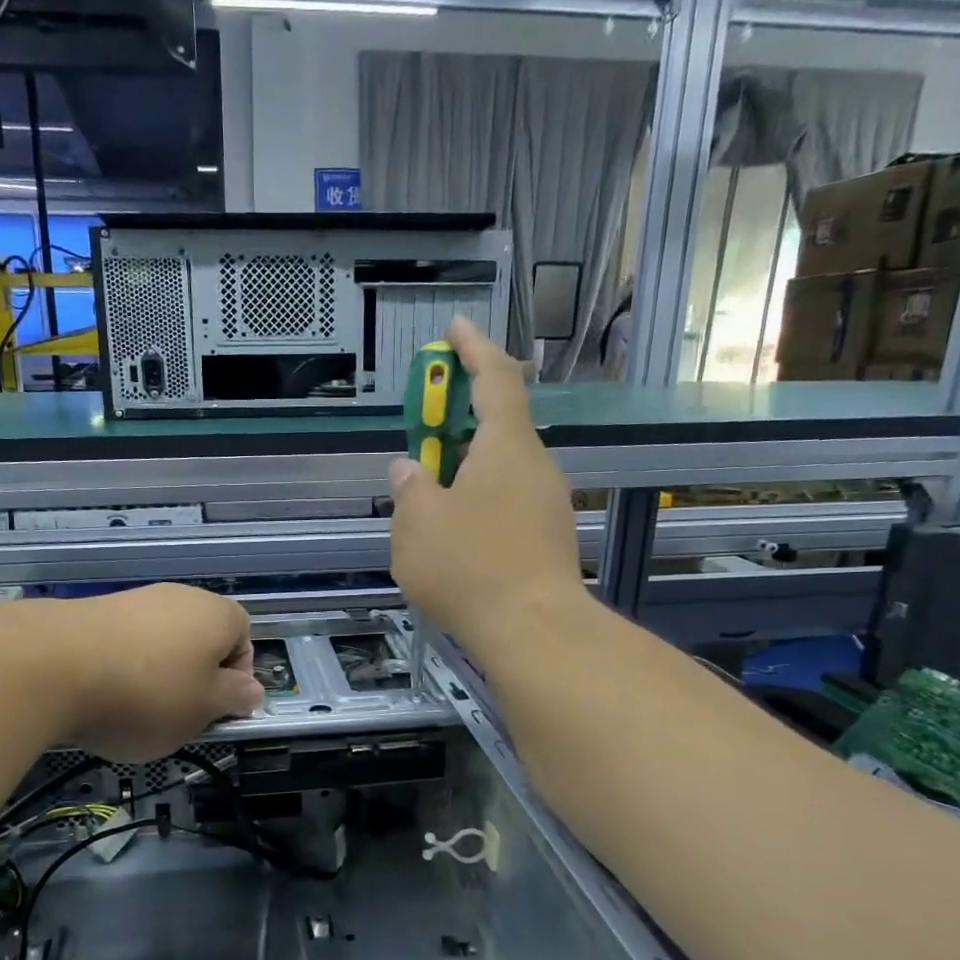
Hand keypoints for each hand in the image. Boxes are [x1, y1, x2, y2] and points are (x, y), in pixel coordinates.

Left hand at [48, 584, 262, 761]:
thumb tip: (251, 689)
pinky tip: (100, 696)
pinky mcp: (92, 611)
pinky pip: (123, 644)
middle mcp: (179, 596)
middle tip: (178, 716)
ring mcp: (133, 600)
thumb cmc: (147, 693)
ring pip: (160, 643)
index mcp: (216, 614)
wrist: (50, 665)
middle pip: (200, 640)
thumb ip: (234, 698)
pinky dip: (120, 669)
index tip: (217, 711)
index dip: (236, 678)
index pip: (244, 638)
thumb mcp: (203, 709)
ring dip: (155, 676)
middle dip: (194, 679)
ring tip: (132, 712)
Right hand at [388, 318, 587, 655]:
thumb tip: (410, 470)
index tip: (455, 329)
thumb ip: (411, 489)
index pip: (495, 378)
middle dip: (459, 422)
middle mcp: (536, 466)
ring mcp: (548, 504)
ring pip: (502, 469)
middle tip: (424, 434)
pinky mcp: (549, 538)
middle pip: (499, 425)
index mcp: (506, 447)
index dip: (474, 348)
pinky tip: (455, 535)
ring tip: (430, 498)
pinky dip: (479, 500)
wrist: (534, 630)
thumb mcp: (418, 524)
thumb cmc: (470, 566)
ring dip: (466, 469)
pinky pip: (508, 502)